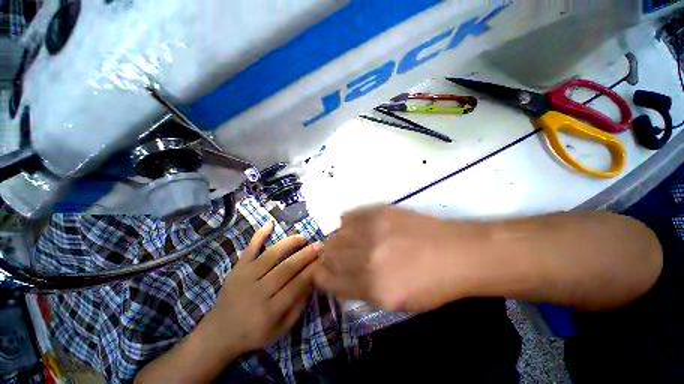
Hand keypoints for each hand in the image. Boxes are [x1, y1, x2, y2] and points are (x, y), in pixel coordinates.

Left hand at [200, 221, 321, 356]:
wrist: (218, 334)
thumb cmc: (253, 334)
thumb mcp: (280, 330)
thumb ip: (297, 306)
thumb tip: (312, 281)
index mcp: (270, 311)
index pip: (296, 285)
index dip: (312, 270)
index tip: (323, 259)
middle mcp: (257, 292)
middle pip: (286, 268)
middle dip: (305, 255)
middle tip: (319, 245)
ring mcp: (245, 278)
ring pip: (271, 256)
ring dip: (289, 244)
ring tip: (302, 237)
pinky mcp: (236, 269)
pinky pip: (249, 249)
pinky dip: (259, 235)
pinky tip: (270, 224)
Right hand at [314, 206, 475, 311]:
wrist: (456, 253)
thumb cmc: (431, 284)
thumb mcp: (395, 303)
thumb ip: (362, 290)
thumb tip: (340, 276)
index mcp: (372, 287)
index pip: (327, 280)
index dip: (320, 276)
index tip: (323, 272)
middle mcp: (367, 258)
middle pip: (328, 254)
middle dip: (327, 258)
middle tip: (337, 257)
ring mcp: (372, 231)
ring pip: (335, 234)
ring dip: (336, 240)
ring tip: (347, 242)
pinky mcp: (378, 212)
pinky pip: (348, 216)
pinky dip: (347, 224)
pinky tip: (356, 228)